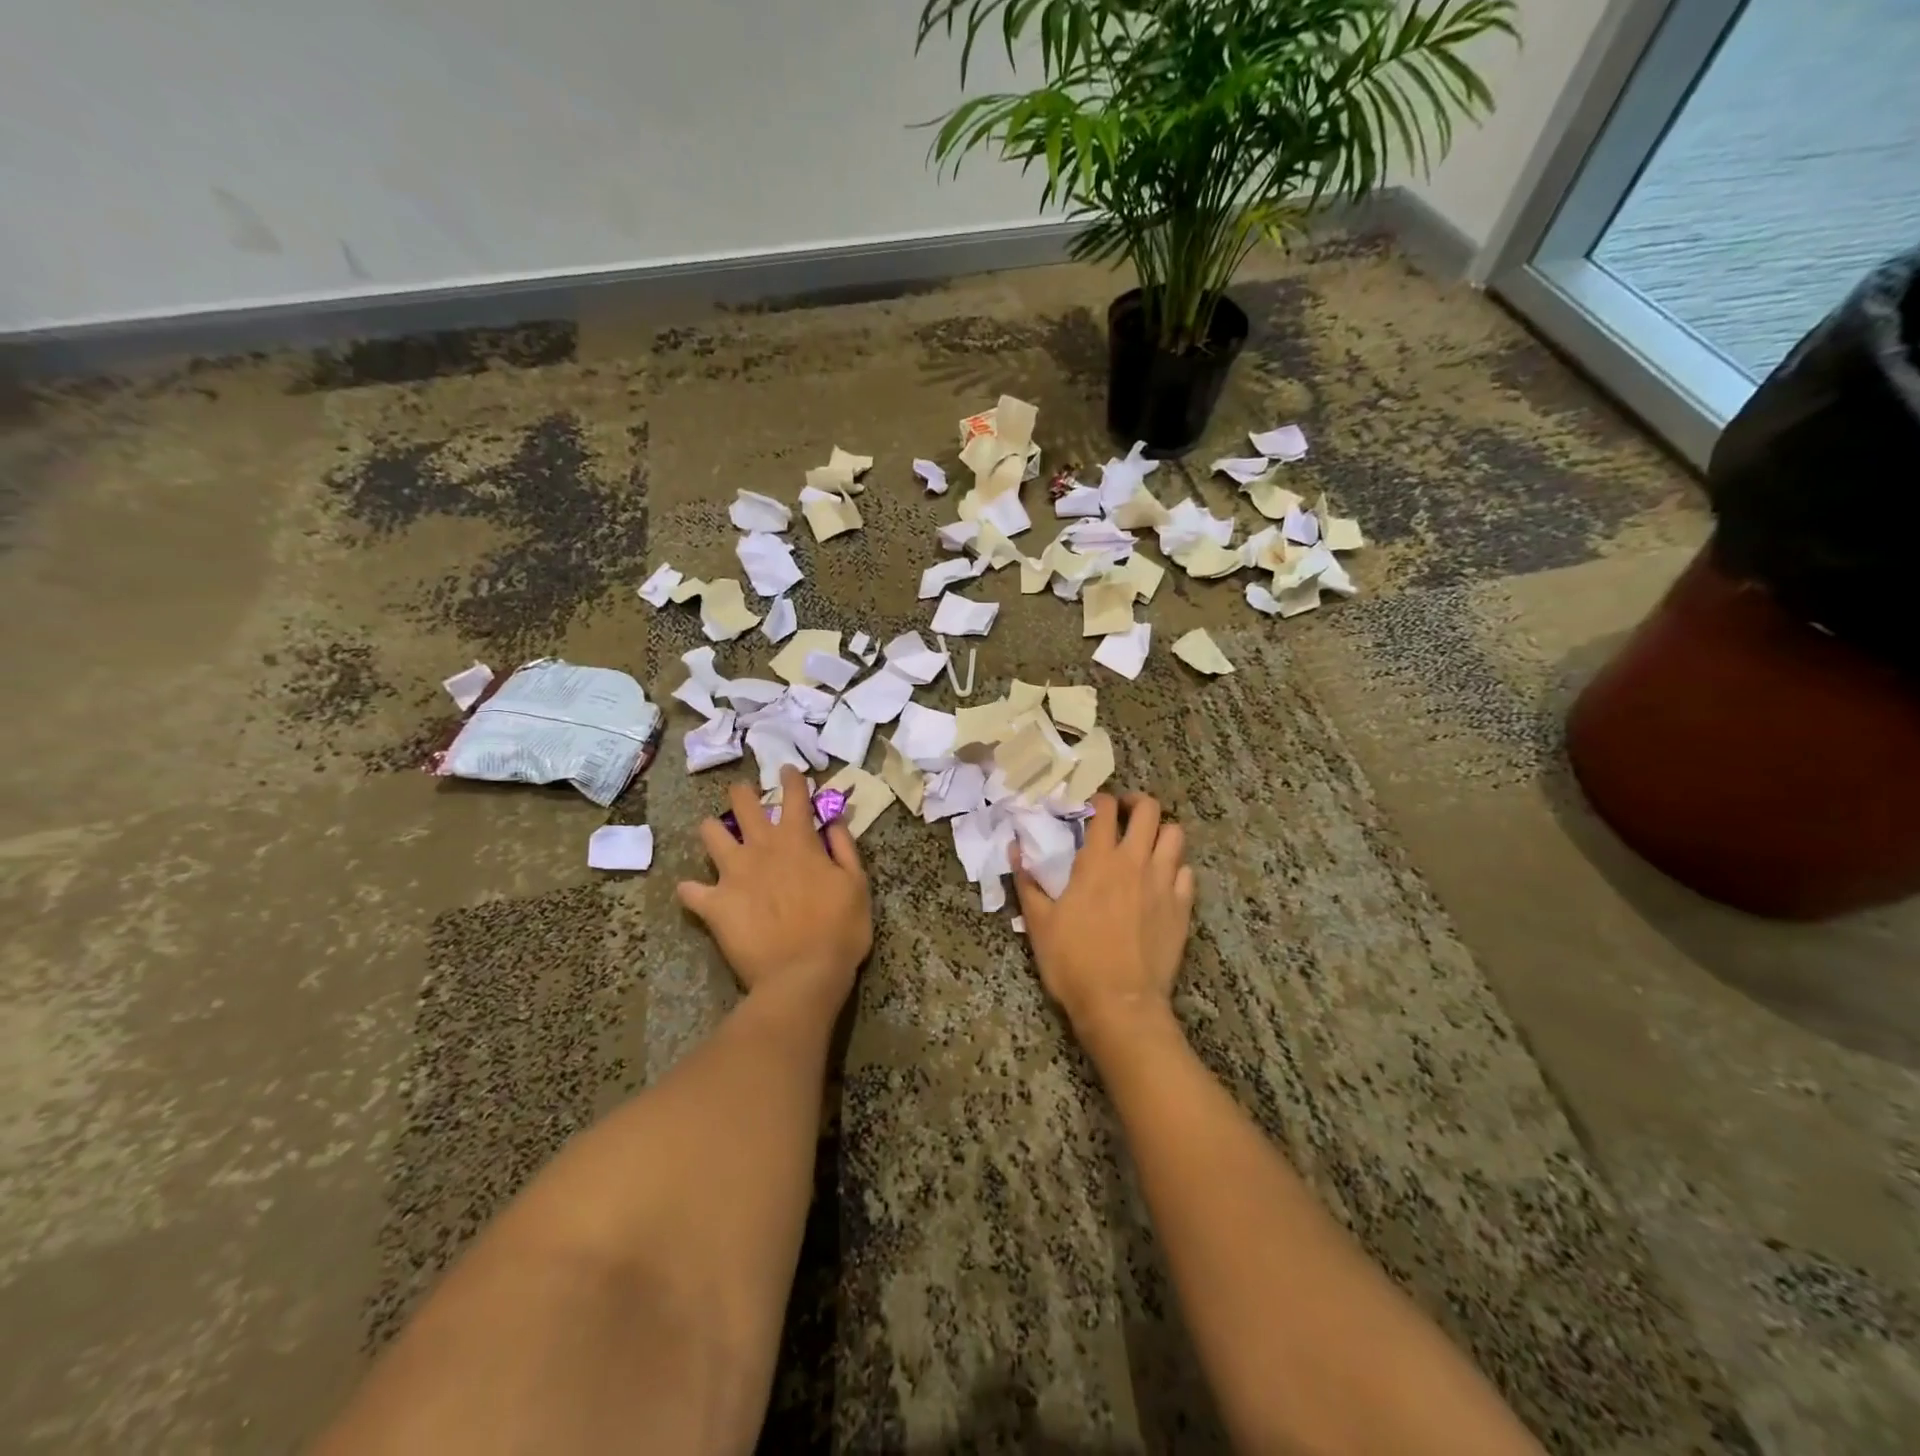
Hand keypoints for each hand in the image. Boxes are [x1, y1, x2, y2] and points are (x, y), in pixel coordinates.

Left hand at [677, 767, 872, 1016]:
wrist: (803, 975)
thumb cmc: (840, 929)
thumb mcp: (857, 885)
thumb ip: (844, 848)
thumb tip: (834, 820)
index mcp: (797, 841)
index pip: (794, 796)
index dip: (792, 779)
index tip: (788, 770)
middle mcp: (762, 848)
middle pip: (744, 804)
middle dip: (742, 793)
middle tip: (743, 794)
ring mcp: (733, 874)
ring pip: (710, 835)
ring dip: (712, 830)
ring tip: (714, 833)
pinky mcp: (714, 904)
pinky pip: (690, 890)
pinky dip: (692, 889)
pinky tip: (695, 892)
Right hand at [1013, 792, 1194, 1046]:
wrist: (1120, 1003)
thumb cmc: (1073, 962)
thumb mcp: (1038, 922)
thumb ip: (1027, 881)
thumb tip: (1013, 849)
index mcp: (1098, 860)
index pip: (1105, 809)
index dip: (1098, 799)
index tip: (1090, 807)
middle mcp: (1135, 861)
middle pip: (1148, 809)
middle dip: (1135, 803)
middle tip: (1122, 815)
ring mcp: (1163, 882)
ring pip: (1175, 834)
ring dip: (1160, 832)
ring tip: (1145, 844)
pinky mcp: (1182, 906)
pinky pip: (1186, 871)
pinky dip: (1175, 867)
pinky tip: (1161, 880)